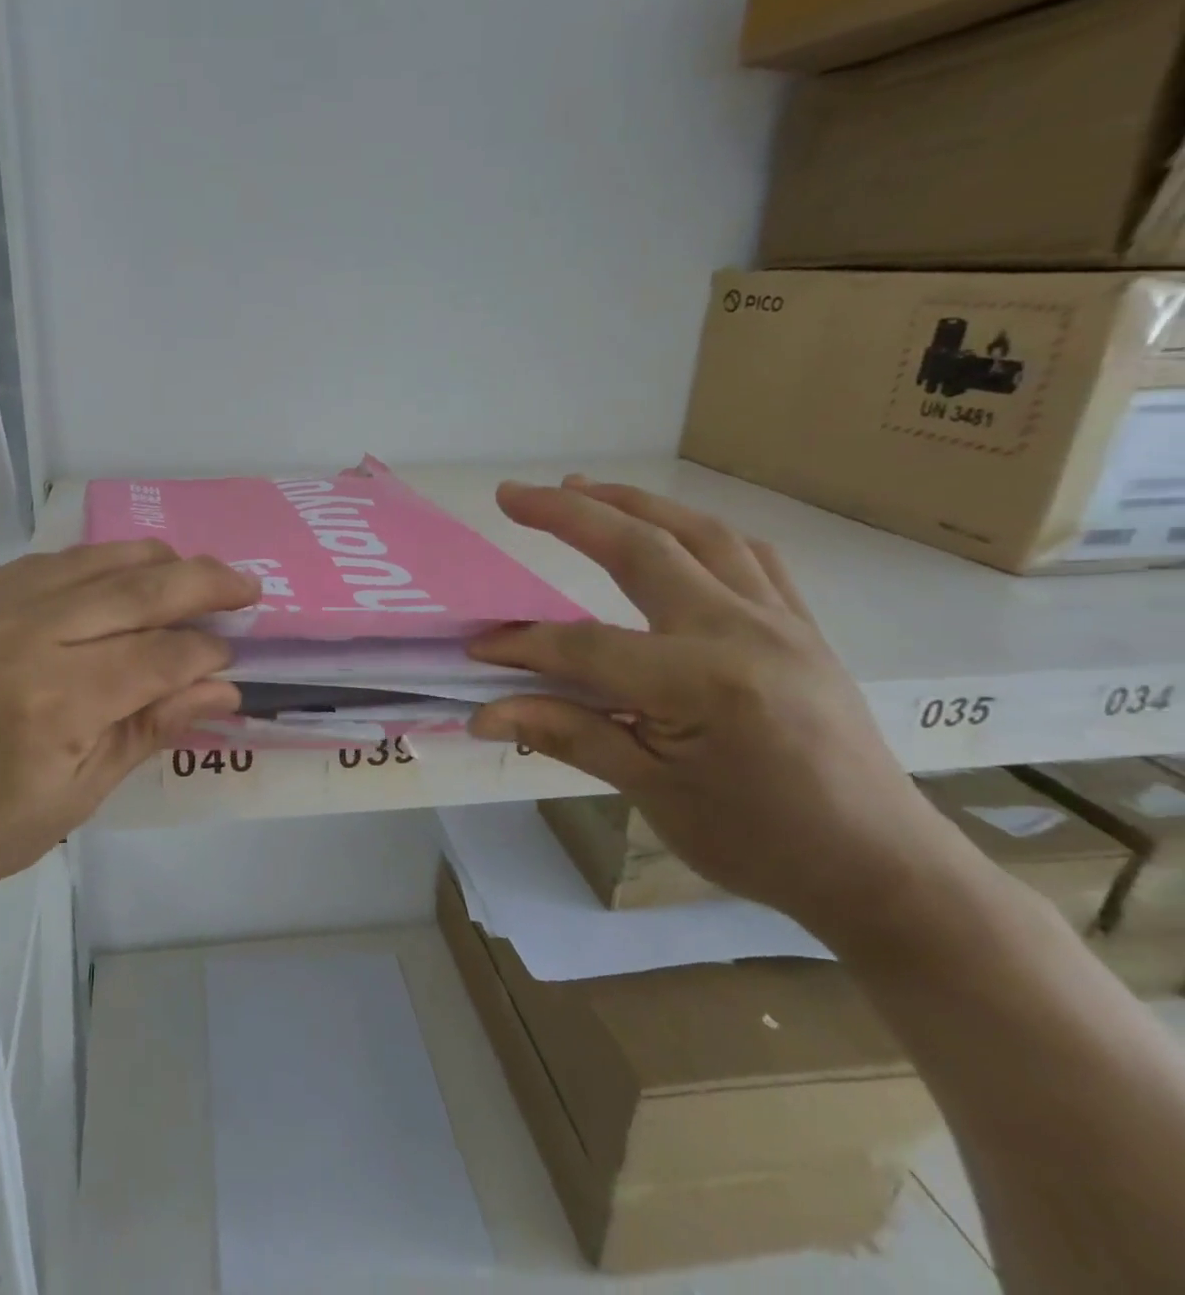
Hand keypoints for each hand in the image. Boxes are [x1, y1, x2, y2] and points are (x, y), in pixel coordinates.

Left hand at [0, 540, 256, 915]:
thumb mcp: (74, 800)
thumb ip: (149, 731)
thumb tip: (222, 689)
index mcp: (55, 704)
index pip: (160, 656)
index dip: (206, 652)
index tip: (233, 655)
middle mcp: (25, 638)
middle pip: (138, 590)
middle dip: (204, 584)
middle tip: (246, 585)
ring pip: (95, 560)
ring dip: (156, 561)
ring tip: (194, 572)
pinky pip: (48, 563)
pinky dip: (97, 563)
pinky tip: (120, 574)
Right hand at [468, 477, 960, 938]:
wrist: (881, 870)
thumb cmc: (760, 843)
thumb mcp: (651, 794)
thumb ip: (566, 734)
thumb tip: (484, 713)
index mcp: (703, 681)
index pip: (586, 645)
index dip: (523, 646)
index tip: (476, 648)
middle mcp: (743, 630)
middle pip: (642, 550)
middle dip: (570, 514)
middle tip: (514, 494)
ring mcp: (781, 620)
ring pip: (700, 534)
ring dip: (633, 504)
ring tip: (580, 487)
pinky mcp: (801, 625)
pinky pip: (749, 556)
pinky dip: (698, 530)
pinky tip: (670, 528)